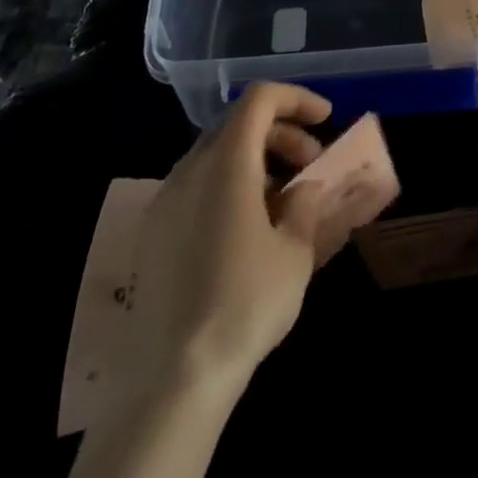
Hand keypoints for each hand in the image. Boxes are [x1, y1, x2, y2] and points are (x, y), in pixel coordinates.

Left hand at [122, 82, 335, 394]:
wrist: (173, 378)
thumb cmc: (244, 304)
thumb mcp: (295, 252)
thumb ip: (305, 205)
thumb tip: (305, 186)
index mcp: (227, 162)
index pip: (260, 99)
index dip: (296, 99)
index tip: (325, 120)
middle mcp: (190, 169)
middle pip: (238, 124)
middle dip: (280, 133)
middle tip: (310, 165)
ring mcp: (165, 200)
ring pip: (216, 154)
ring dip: (255, 160)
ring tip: (283, 200)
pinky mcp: (152, 233)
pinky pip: (196, 186)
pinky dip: (228, 185)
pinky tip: (246, 229)